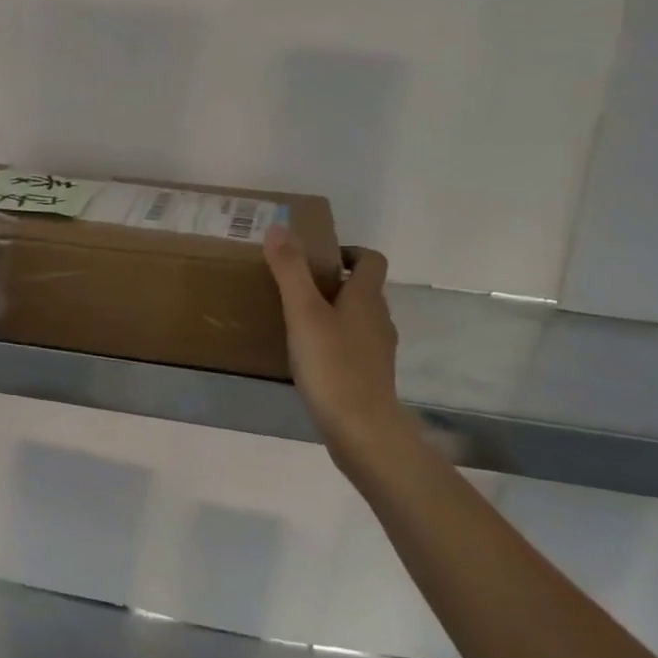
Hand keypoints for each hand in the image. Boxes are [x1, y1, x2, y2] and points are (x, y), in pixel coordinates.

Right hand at [264, 225, 414, 480]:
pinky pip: (354, 346)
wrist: (362, 430)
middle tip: (297, 287)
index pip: (371, 259)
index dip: (349, 252)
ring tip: (298, 321)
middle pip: (363, 289)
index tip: (318, 258)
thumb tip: (279, 227)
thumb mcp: (304, 313)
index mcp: (366, 297)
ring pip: (358, 319)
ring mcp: (378, 350)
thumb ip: (290, 270)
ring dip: (334, 313)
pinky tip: (310, 358)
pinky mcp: (371, 376)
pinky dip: (336, 342)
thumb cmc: (332, 366)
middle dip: (334, 283)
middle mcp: (379, 318)